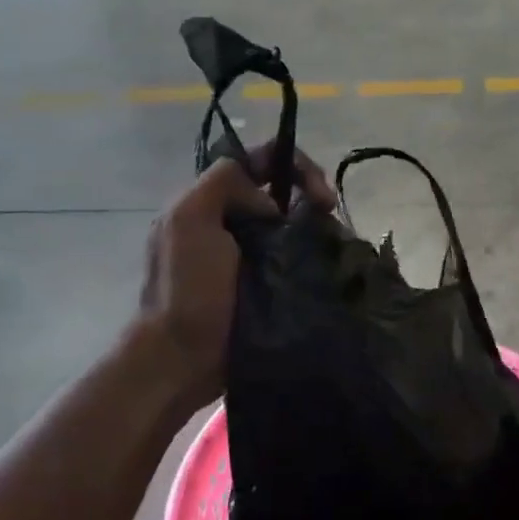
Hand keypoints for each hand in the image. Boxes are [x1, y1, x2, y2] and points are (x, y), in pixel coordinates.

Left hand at [139, 144, 333, 414]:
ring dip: (317, 228)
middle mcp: (233, 222)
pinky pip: (298, 258)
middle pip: (283, 191)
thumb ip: (226, 184)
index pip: (260, 161)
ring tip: (335, 246)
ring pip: (294, 224)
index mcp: (211, 201)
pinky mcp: (268, 286)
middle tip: (330, 218)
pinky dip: (315, 256)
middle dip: (311, 195)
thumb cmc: (185, 288)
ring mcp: (252, 256)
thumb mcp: (189, 219)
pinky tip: (329, 266)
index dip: (294, 165)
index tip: (319, 196)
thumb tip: (271, 204)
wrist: (183, 357)